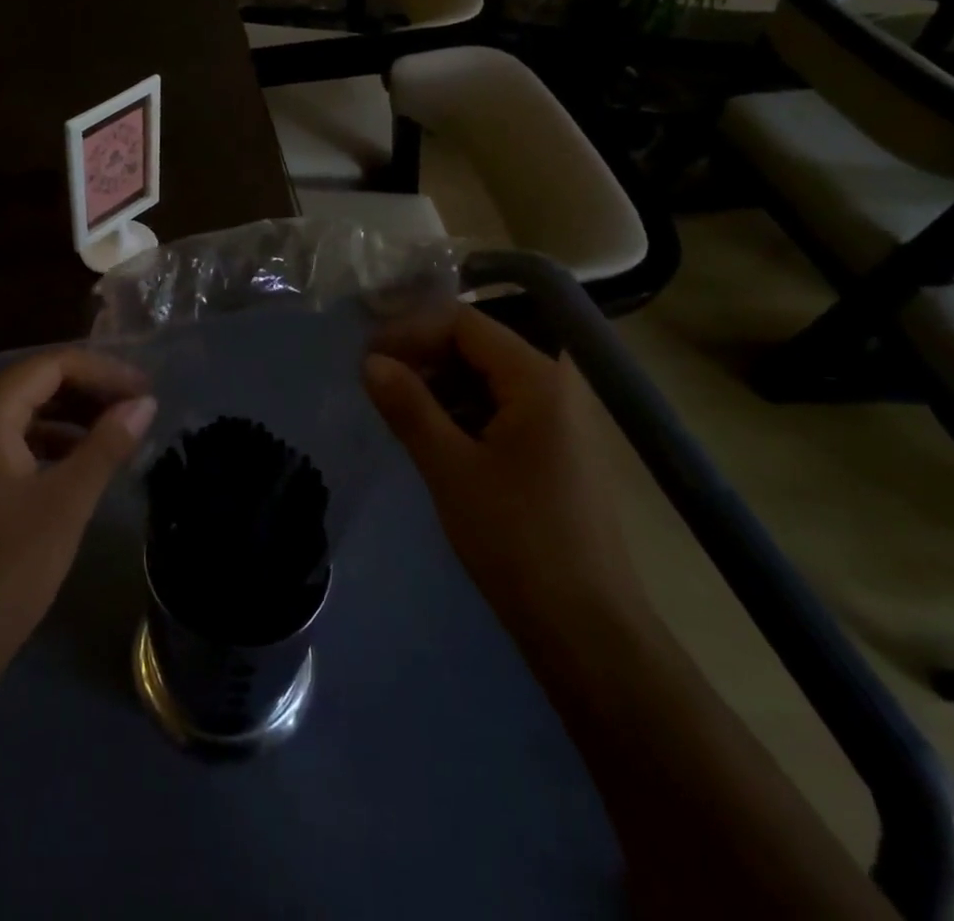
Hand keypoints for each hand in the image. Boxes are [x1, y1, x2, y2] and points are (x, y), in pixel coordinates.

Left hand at [0, 349, 156, 709]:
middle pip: (39, 382)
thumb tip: (145, 403)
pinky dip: (58, 442)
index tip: (147, 390)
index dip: (103, 371)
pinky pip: (21, 442)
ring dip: (77, 415)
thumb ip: (107, 445)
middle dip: (92, 389)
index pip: (52, 365)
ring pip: (31, 412)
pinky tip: (88, 462)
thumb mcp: (66, 502)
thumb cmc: (5, 569)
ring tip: (123, 432)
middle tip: (140, 408)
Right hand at [363, 306, 645, 641]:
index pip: (464, 323)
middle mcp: (556, 384)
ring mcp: (561, 417)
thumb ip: (408, 405)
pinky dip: (463, 411)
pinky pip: (502, 407)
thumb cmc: (516, 540)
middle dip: (423, 356)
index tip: (367, 357)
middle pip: (478, 345)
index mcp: (538, 377)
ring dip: (440, 385)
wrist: (587, 630)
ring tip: (397, 409)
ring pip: (487, 377)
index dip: (411, 331)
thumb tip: (369, 360)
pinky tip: (433, 434)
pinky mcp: (556, 447)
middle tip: (375, 381)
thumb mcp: (450, 468)